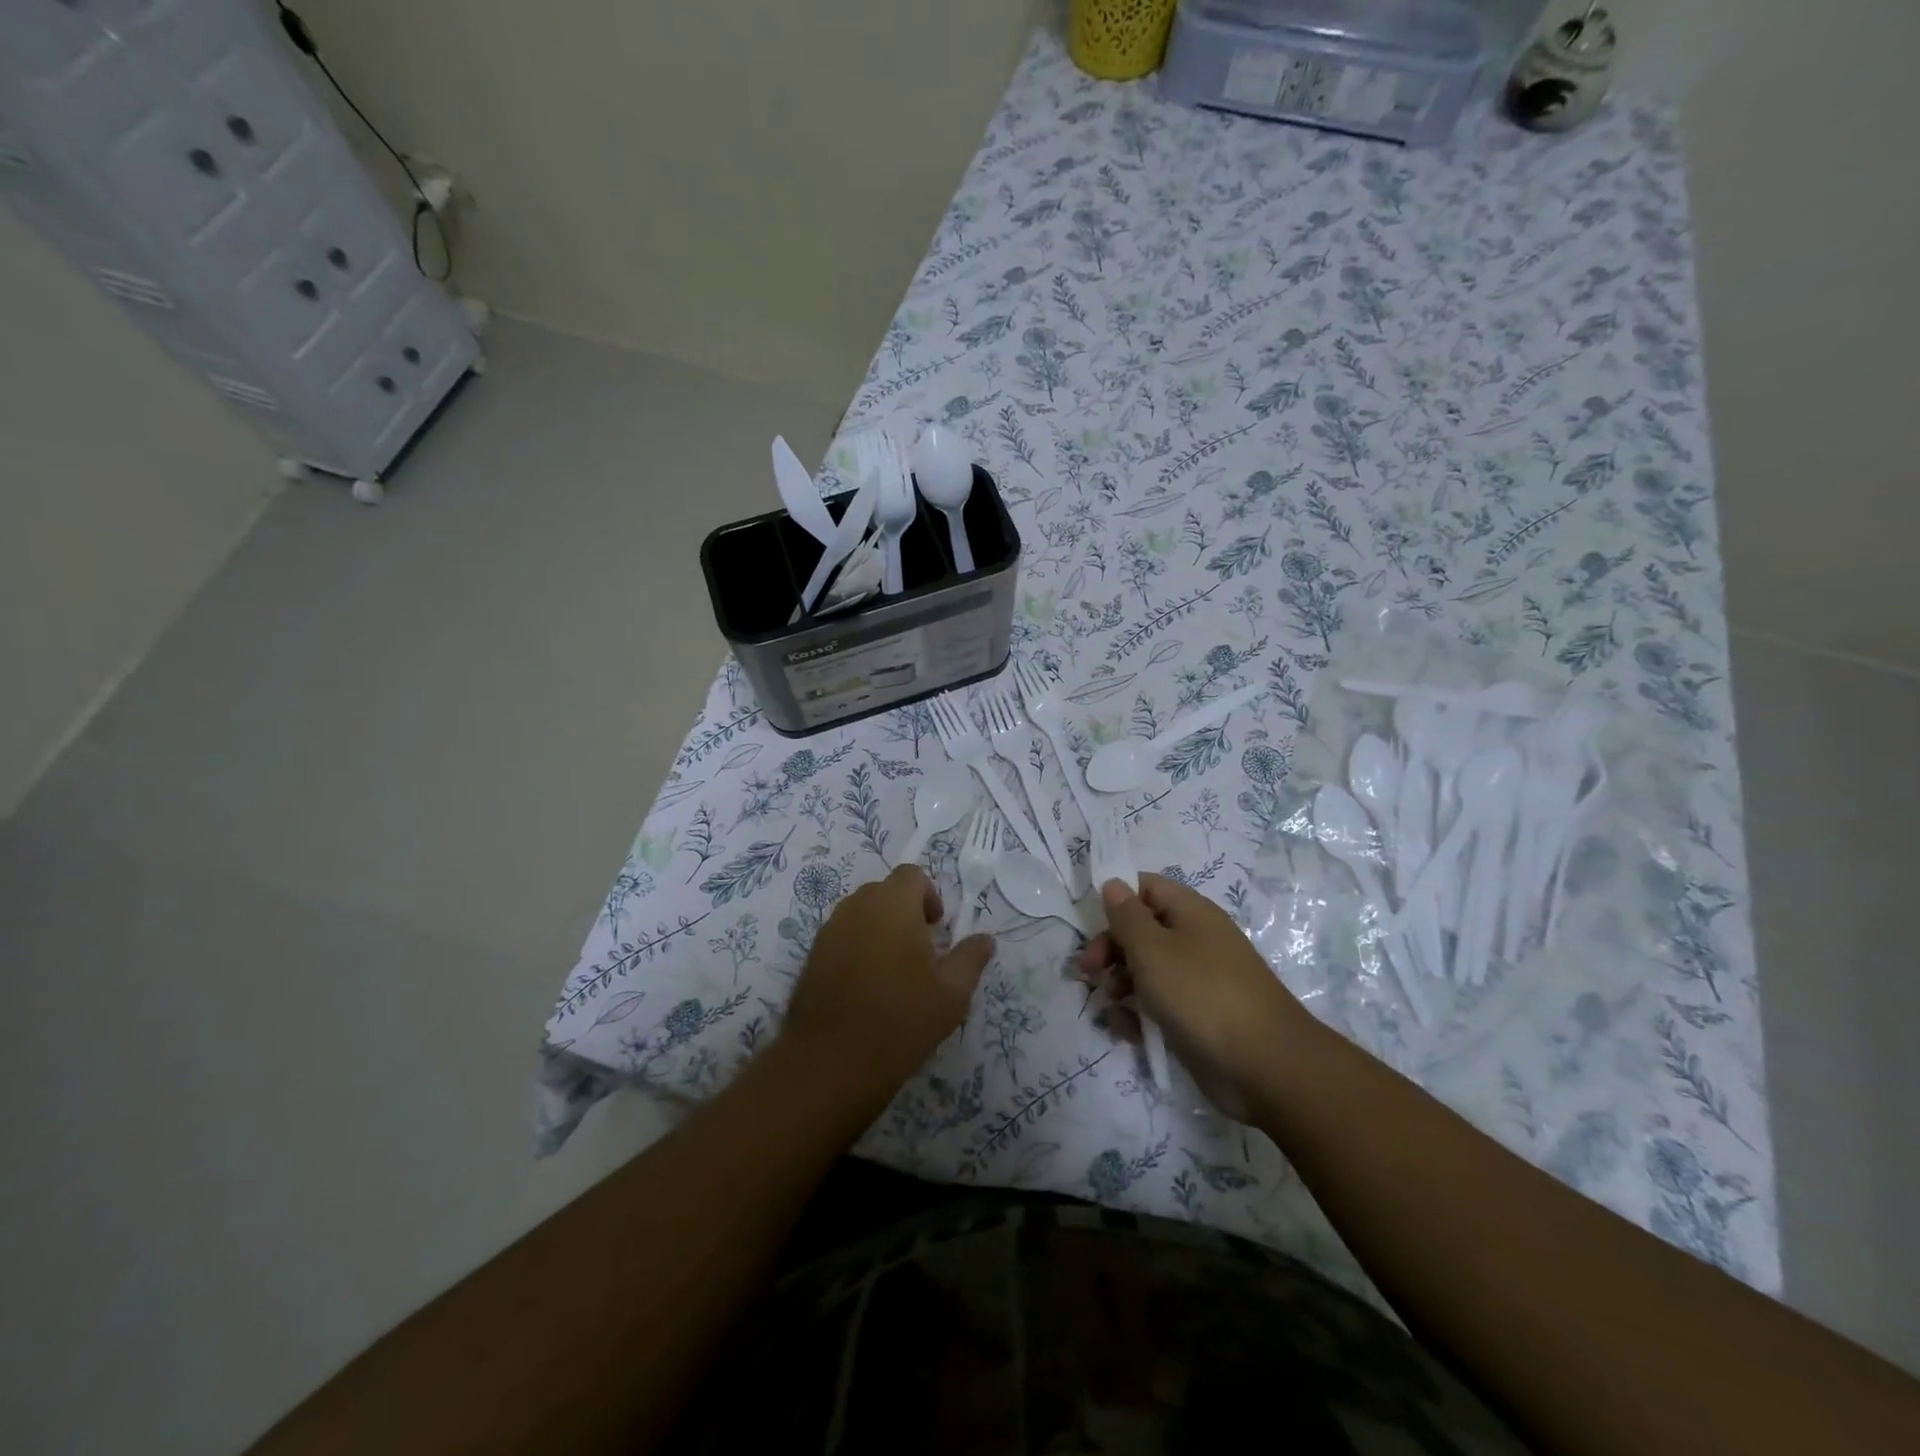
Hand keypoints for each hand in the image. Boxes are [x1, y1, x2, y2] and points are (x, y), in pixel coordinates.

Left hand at [784, 864, 993, 1096]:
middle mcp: (857, 906)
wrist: (832, 1061)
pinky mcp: (812, 955)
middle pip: (885, 892)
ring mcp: (829, 930)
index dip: (929, 896)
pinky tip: (866, 987)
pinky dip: (858, 947)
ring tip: (894, 972)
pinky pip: (842, 936)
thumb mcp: (952, 993)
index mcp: (893, 904)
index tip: (937, 931)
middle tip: (920, 953)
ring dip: (880, 929)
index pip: (912, 875)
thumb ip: (971, 958)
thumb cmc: (901, 1019)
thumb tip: (985, 939)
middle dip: (905, 912)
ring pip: (862, 914)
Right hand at [1080, 874, 1310, 1119]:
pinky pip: (1160, 1005)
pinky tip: (1130, 1031)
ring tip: (1113, 1004)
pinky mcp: (1198, 1017)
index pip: (1146, 887)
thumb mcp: (1152, 949)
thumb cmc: (1201, 994)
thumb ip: (1127, 916)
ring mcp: (1198, 980)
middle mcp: (1195, 940)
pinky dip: (1140, 1015)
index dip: (1117, 898)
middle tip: (1088, 971)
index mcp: (1190, 912)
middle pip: (1142, 930)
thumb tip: (1114, 884)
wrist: (1265, 1066)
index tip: (1091, 923)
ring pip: (1147, 970)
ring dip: (1121, 984)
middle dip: (1111, 948)